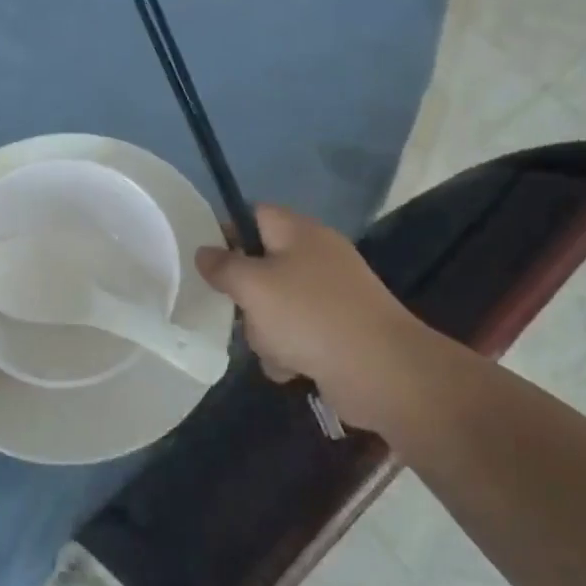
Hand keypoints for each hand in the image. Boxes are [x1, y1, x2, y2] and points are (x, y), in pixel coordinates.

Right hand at [195, 205, 423, 435]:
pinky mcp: (340, 331)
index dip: (227, 232)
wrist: (382, 371)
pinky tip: (292, 369)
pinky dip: (290, 351)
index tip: (207, 261)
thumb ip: (223, 267)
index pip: (254, 214)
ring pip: (276, 305)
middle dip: (246, 295)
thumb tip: (203, 251)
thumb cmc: (309, 316)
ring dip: (265, 330)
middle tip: (239, 312)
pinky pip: (298, 334)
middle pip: (262, 265)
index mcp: (299, 232)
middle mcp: (317, 256)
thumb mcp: (253, 286)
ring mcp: (331, 295)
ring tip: (273, 348)